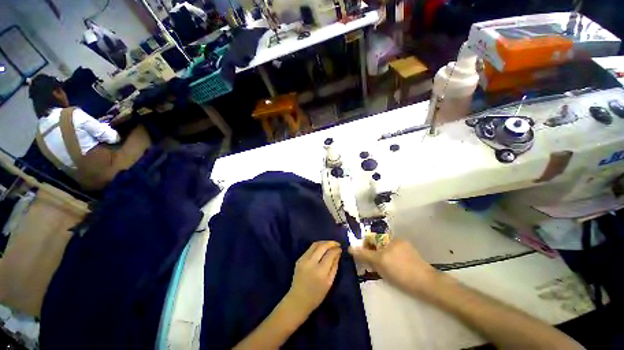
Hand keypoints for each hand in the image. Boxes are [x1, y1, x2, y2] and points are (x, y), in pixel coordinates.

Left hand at [287, 241, 341, 315]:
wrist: (298, 300)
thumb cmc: (316, 295)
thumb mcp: (329, 283)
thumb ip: (334, 266)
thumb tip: (338, 253)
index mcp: (320, 271)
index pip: (330, 254)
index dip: (336, 249)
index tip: (341, 248)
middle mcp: (311, 262)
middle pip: (322, 246)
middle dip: (331, 243)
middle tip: (337, 244)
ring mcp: (303, 259)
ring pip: (315, 244)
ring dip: (324, 242)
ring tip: (330, 244)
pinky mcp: (299, 259)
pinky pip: (310, 249)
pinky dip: (317, 246)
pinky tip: (322, 248)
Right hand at [348, 239, 438, 297]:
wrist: (427, 283)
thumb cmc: (401, 274)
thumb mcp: (380, 265)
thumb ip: (364, 255)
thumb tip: (350, 248)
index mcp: (387, 241)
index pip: (370, 239)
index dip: (366, 247)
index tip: (366, 258)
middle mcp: (394, 239)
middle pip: (378, 242)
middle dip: (374, 252)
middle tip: (376, 265)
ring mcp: (403, 244)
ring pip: (386, 247)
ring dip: (383, 255)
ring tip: (387, 268)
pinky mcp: (410, 250)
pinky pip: (395, 250)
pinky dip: (392, 256)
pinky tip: (396, 267)